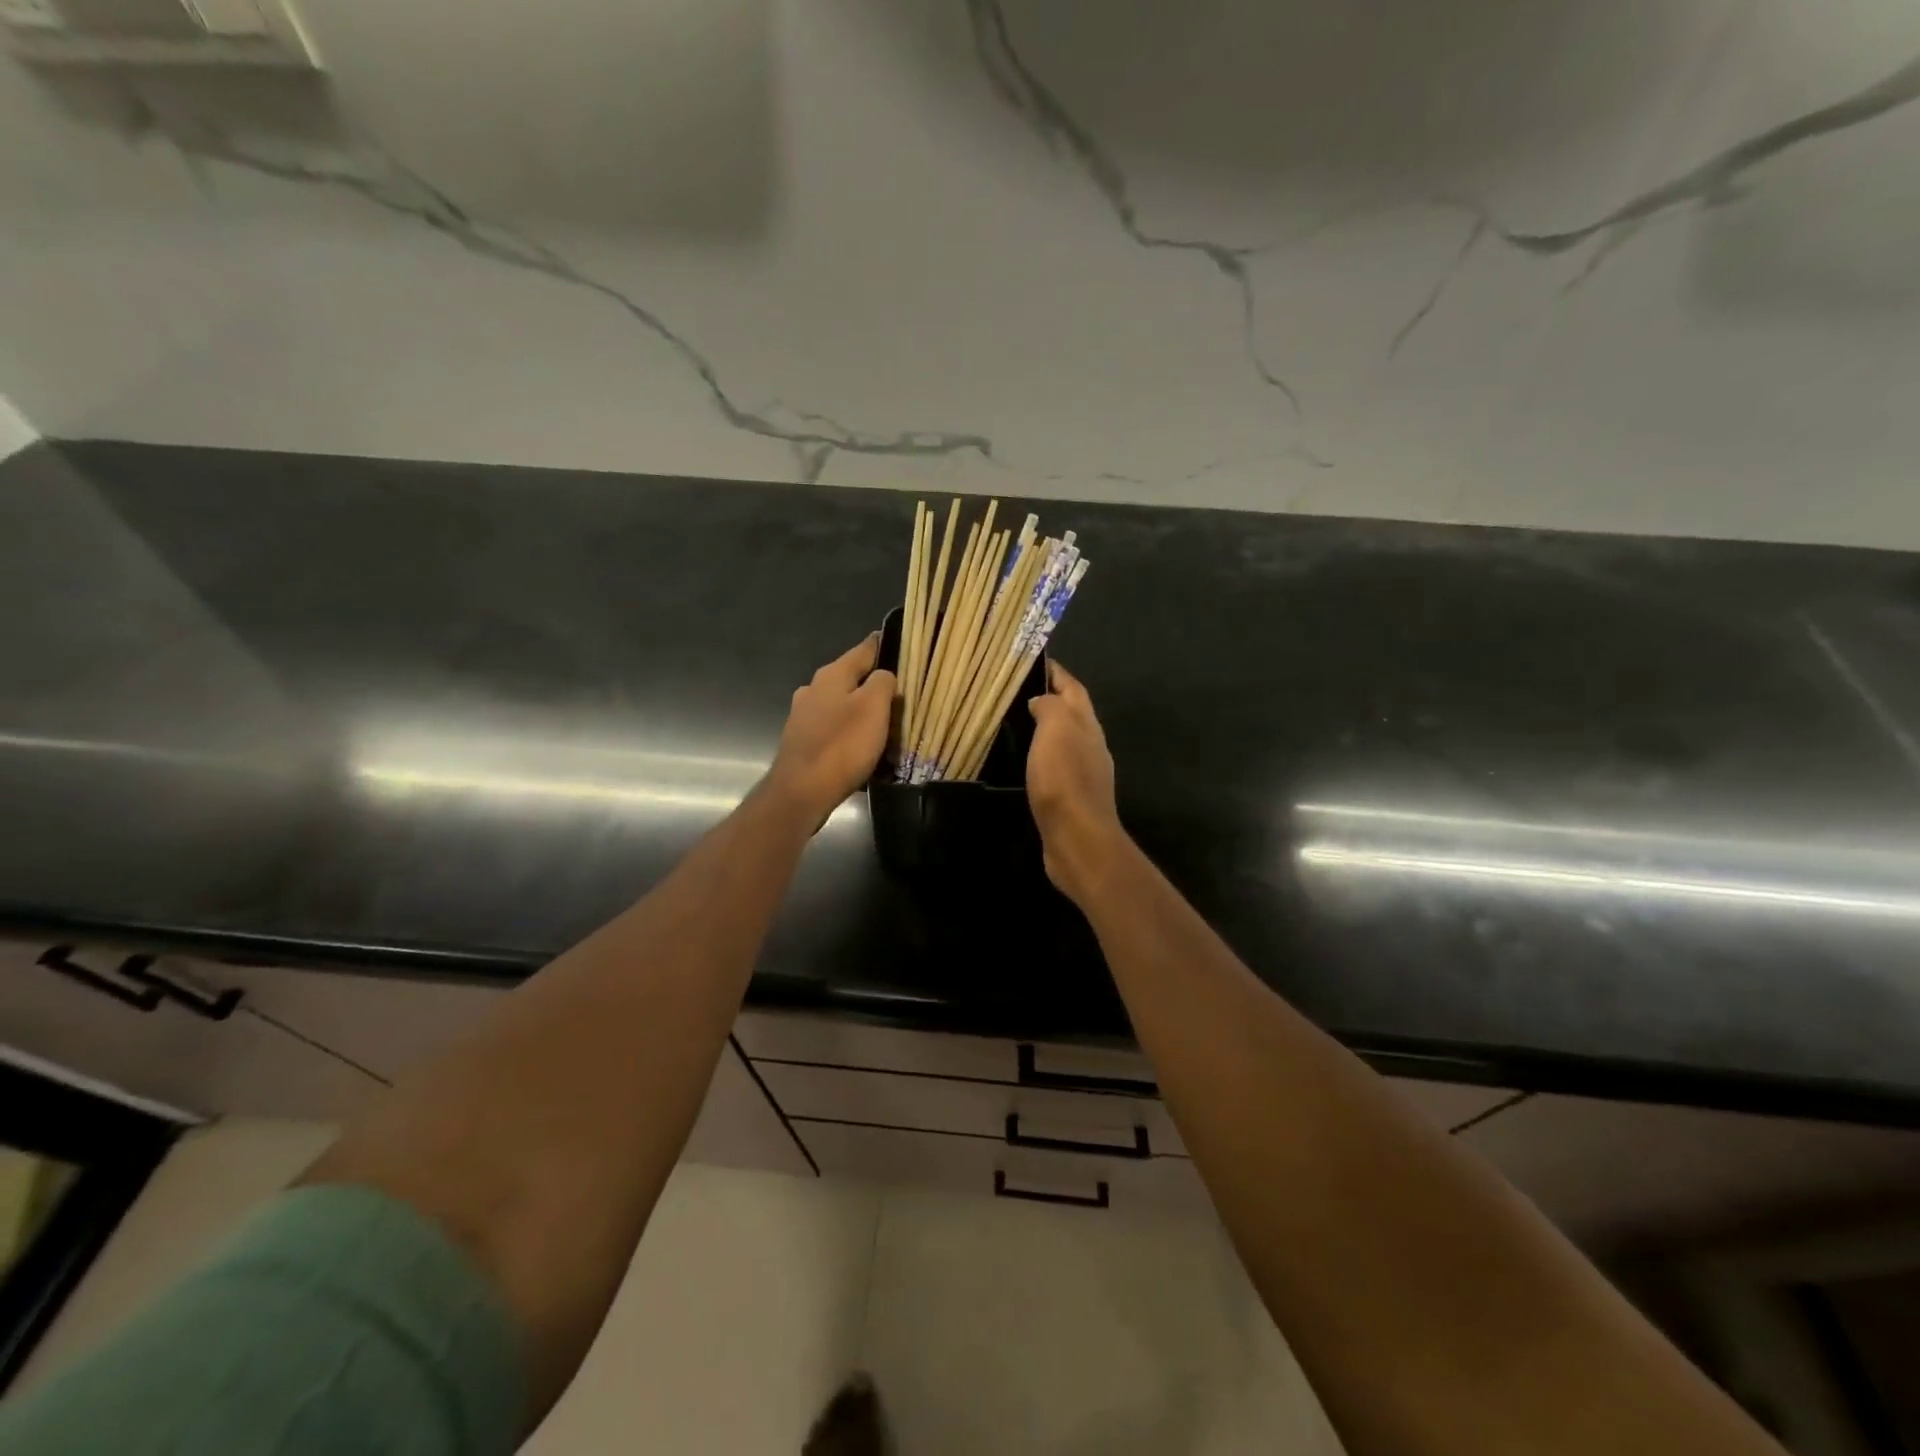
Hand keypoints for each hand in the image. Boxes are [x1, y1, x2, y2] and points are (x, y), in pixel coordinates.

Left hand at [768, 634, 895, 826]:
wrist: (801, 792)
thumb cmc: (842, 745)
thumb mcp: (874, 707)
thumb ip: (883, 682)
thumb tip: (884, 675)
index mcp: (832, 675)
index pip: (863, 650)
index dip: (881, 645)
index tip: (897, 641)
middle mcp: (813, 690)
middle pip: (850, 678)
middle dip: (872, 682)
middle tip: (899, 692)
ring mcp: (803, 717)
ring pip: (840, 704)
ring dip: (859, 710)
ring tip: (883, 722)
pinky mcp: (802, 742)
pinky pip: (832, 729)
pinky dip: (848, 732)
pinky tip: (860, 746)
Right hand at [1027, 660, 1126, 902]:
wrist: (1078, 839)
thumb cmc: (1064, 779)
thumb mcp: (1056, 731)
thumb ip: (1050, 708)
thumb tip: (1042, 700)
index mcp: (1087, 725)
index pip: (1073, 689)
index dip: (1057, 673)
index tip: (1035, 660)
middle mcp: (1091, 745)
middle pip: (1073, 713)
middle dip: (1052, 698)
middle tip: (1019, 691)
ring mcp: (1085, 773)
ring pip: (1066, 740)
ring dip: (1046, 729)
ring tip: (1017, 723)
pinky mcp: (1072, 798)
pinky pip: (1057, 766)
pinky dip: (1043, 756)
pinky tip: (1026, 763)